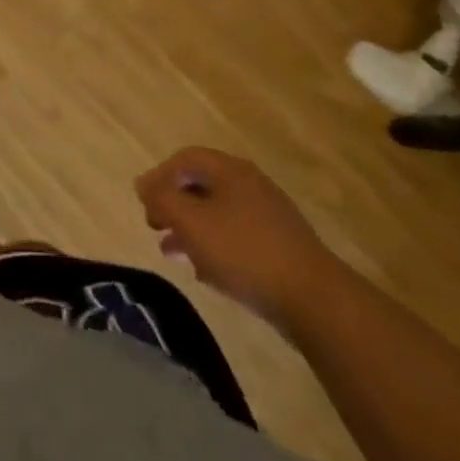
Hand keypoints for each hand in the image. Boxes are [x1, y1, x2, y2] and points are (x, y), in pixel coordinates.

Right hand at [134, 147, 345, 332]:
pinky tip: (204, 272)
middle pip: (201, 186)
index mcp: (230, 170)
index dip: (158, 176)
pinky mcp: (281, 248)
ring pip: (217, 214)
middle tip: (154, 226)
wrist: (316, 301)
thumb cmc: (244, 251)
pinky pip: (237, 238)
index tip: (143, 202)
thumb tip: (143, 185)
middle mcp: (251, 185)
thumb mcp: (190, 221)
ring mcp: (270, 217)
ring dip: (190, 229)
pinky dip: (214, 247)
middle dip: (173, 205)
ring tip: (171, 253)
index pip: (185, 159)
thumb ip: (161, 199)